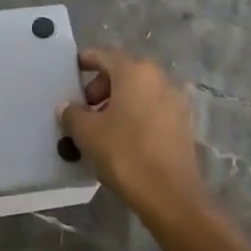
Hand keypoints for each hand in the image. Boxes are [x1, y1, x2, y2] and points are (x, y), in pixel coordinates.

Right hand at [57, 47, 202, 218]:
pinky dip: (136, 114)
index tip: (71, 71)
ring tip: (101, 126)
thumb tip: (67, 106)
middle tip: (84, 108)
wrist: (171, 195)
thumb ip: (72, 113)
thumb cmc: (125, 153)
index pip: (104, 55)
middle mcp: (158, 77)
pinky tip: (123, 137)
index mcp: (134, 71)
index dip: (85, 60)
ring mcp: (175, 100)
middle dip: (100, 86)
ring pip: (139, 90)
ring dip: (118, 101)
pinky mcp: (183, 123)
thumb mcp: (87, 133)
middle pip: (123, 71)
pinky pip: (152, 107)